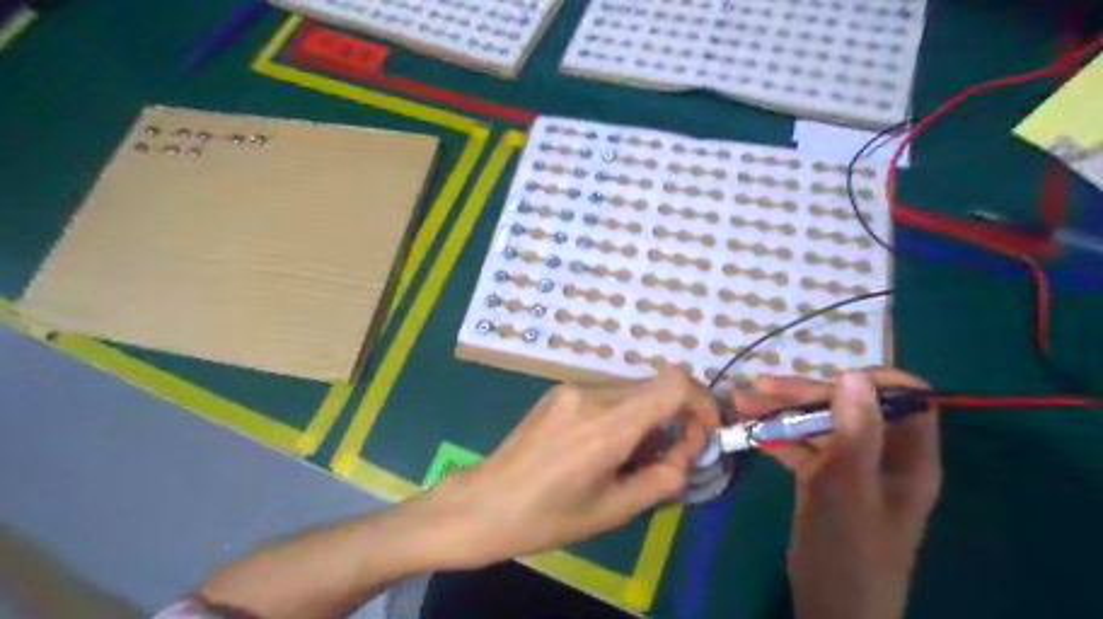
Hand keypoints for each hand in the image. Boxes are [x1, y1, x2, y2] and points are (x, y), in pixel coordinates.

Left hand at [425, 367, 719, 570]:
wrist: (486, 502)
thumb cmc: (549, 517)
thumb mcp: (615, 510)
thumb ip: (663, 477)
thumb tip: (687, 451)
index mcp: (608, 425)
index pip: (674, 384)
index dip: (701, 401)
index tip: (702, 433)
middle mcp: (592, 393)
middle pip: (657, 385)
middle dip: (676, 415)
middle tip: (669, 455)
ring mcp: (572, 387)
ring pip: (634, 388)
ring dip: (648, 416)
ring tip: (631, 456)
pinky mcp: (560, 390)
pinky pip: (609, 392)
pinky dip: (624, 412)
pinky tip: (605, 444)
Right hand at [736, 371, 941, 615]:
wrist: (831, 609)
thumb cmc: (848, 552)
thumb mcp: (849, 490)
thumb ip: (855, 433)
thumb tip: (854, 374)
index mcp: (907, 456)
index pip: (905, 398)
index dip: (870, 381)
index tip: (827, 379)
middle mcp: (882, 454)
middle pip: (848, 405)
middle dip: (803, 392)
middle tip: (758, 387)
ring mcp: (850, 466)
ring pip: (819, 423)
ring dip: (780, 410)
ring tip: (740, 400)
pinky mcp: (823, 479)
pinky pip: (801, 446)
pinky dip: (775, 434)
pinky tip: (747, 428)